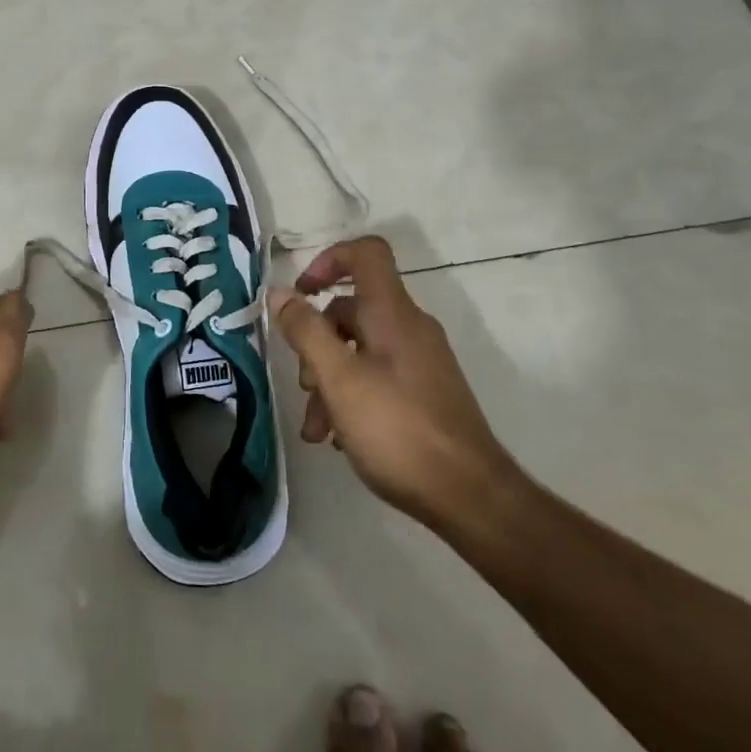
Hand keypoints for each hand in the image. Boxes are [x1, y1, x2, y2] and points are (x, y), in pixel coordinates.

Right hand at [270, 237, 517, 527]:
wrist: (470, 497)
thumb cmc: (397, 430)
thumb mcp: (338, 379)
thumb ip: (306, 331)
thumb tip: (280, 292)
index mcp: (393, 314)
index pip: (365, 253)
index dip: (328, 261)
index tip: (301, 294)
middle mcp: (409, 328)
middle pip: (351, 310)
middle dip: (316, 342)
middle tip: (304, 385)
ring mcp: (420, 362)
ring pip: (359, 350)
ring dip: (328, 380)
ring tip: (316, 429)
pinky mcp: (423, 392)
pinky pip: (376, 377)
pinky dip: (351, 396)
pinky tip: (338, 438)